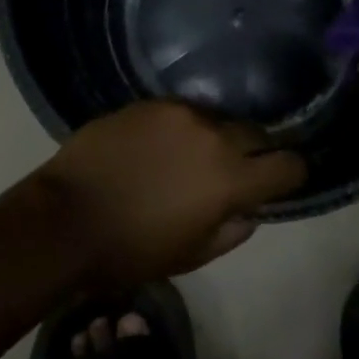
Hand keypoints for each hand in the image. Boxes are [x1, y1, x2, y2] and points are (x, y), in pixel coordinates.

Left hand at [24, 102, 306, 285]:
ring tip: (192, 157)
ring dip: (216, 138)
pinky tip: (160, 145)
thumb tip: (250, 209)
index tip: (281, 181)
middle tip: (235, 171)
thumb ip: (232, 230)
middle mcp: (213, 135)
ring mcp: (180, 113)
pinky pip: (182, 111)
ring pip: (217, 119)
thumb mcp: (191, 255)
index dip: (291, 174)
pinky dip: (183, 127)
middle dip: (255, 153)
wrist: (66, 217)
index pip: (288, 165)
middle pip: (256, 134)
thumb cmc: (131, 250)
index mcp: (230, 179)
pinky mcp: (150, 102)